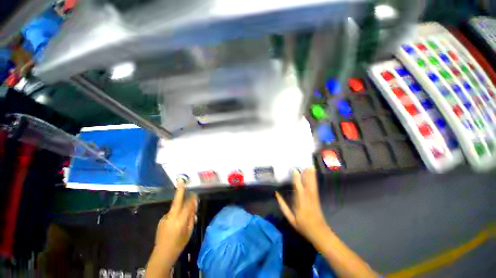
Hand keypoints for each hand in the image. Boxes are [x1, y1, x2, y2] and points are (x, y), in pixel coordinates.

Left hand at [147, 180, 198, 276]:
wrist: (162, 254)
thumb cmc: (179, 244)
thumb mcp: (189, 231)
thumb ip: (191, 217)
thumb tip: (194, 206)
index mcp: (180, 220)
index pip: (188, 205)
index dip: (192, 198)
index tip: (195, 193)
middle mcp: (172, 217)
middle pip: (177, 201)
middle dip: (179, 190)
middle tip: (180, 181)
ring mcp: (165, 218)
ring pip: (175, 207)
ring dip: (180, 205)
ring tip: (184, 212)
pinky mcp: (161, 220)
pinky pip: (171, 213)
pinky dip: (176, 213)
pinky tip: (176, 221)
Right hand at [275, 168, 328, 245]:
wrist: (319, 232)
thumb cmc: (303, 225)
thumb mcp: (290, 218)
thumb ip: (283, 206)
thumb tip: (276, 194)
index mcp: (300, 202)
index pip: (297, 187)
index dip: (296, 178)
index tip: (294, 170)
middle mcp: (307, 197)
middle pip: (306, 183)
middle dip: (305, 173)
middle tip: (304, 164)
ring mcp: (313, 197)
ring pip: (312, 183)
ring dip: (311, 174)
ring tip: (310, 166)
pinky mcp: (317, 198)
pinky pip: (315, 186)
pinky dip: (314, 179)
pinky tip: (313, 174)